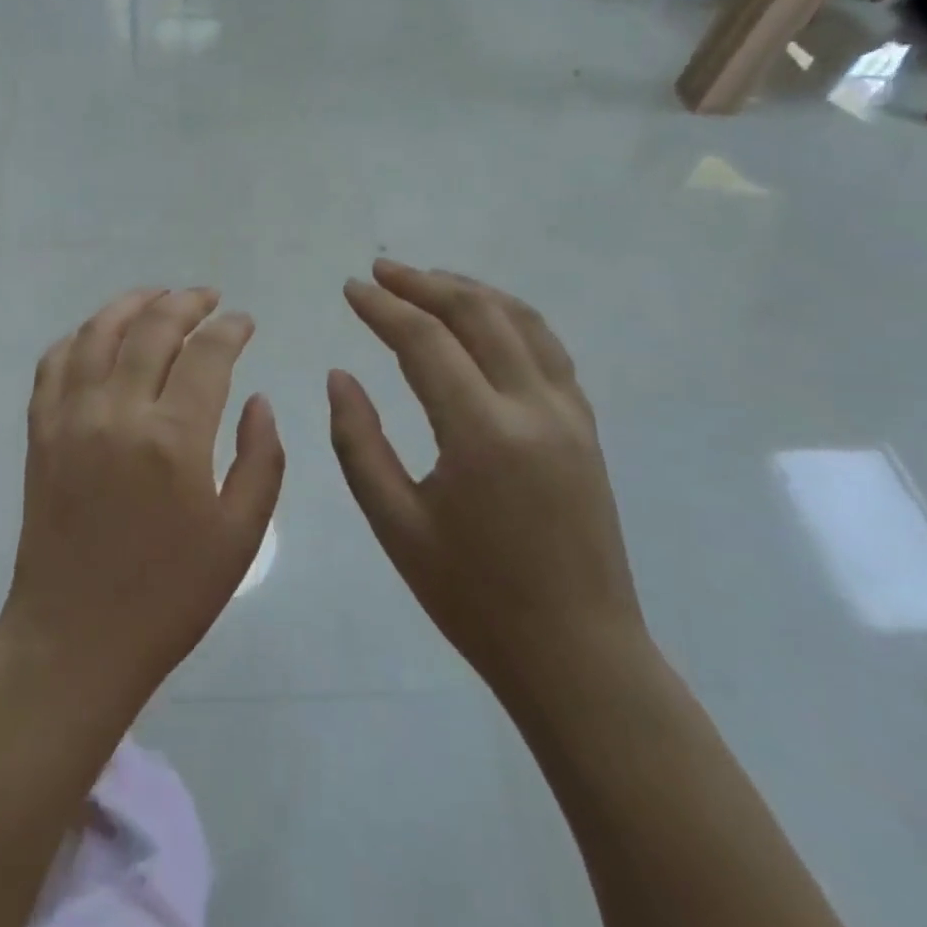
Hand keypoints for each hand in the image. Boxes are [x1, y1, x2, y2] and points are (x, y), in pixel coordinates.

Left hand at [0, 288, 284, 716]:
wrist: (76, 638)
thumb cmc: (169, 595)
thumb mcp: (240, 536)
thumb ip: (260, 459)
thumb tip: (258, 399)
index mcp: (174, 437)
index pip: (208, 353)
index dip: (231, 328)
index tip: (245, 321)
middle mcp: (118, 411)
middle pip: (152, 327)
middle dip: (186, 301)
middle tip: (208, 297)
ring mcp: (70, 417)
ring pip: (97, 332)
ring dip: (130, 303)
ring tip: (157, 296)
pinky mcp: (39, 431)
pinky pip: (53, 363)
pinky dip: (77, 337)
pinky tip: (97, 336)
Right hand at [329, 260, 644, 695]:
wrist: (578, 655)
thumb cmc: (473, 597)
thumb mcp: (395, 524)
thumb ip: (358, 442)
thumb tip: (340, 376)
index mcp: (482, 433)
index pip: (425, 340)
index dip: (383, 308)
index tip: (350, 288)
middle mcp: (533, 407)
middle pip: (477, 313)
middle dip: (424, 283)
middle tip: (380, 271)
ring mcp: (569, 414)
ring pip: (521, 321)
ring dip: (470, 290)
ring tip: (428, 280)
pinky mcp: (586, 427)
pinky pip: (547, 348)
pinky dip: (510, 316)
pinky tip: (485, 319)